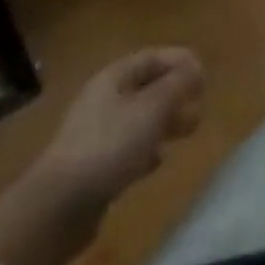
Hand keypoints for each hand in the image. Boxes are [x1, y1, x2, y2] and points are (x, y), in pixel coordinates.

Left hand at [34, 47, 204, 211]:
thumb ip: (178, 83)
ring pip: (139, 118)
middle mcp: (103, 99)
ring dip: (165, 121)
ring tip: (187, 132)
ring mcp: (95, 133)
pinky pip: (127, 147)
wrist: (59, 206)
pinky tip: (157, 161)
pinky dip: (146, 148)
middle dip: (175, 93)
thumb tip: (195, 67)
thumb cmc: (111, 144)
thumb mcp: (153, 107)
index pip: (152, 57)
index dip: (179, 61)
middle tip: (200, 106)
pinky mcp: (93, 166)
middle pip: (146, 87)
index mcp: (114, 78)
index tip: (204, 76)